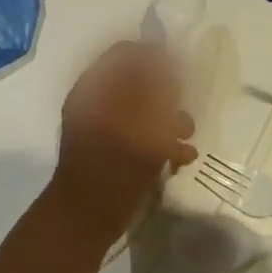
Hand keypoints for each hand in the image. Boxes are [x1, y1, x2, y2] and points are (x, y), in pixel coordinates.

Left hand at [52, 42, 196, 243]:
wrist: (85, 219)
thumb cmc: (114, 164)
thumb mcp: (143, 120)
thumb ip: (158, 87)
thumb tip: (170, 61)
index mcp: (95, 86)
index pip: (126, 53)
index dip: (155, 57)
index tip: (181, 72)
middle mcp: (97, 101)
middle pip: (138, 81)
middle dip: (167, 95)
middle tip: (183, 110)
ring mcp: (104, 127)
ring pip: (143, 109)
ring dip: (169, 120)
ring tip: (186, 138)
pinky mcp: (112, 152)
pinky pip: (140, 135)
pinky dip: (160, 142)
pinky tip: (180, 157)